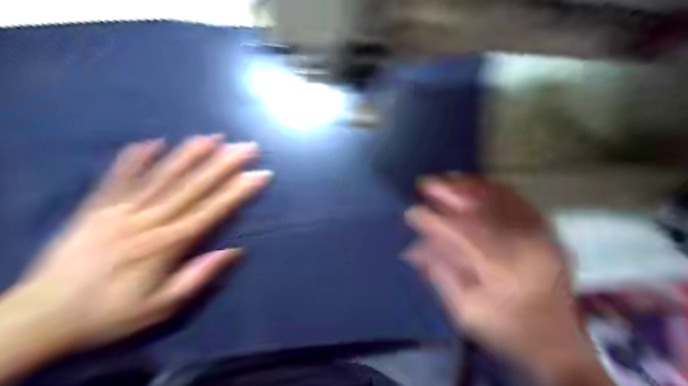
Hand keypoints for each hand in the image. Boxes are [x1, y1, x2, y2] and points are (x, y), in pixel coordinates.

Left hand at [6, 136, 273, 353]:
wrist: (42, 316)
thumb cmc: (111, 314)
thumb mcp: (162, 307)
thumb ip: (197, 277)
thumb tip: (233, 251)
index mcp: (167, 245)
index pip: (211, 210)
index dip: (238, 190)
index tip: (260, 173)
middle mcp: (147, 221)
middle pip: (192, 187)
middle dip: (223, 164)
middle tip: (246, 146)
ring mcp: (119, 210)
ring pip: (161, 177)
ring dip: (189, 155)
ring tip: (212, 137)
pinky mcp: (95, 207)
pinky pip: (117, 178)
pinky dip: (135, 158)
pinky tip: (153, 141)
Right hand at [404, 177, 600, 380]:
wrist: (559, 341)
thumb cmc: (507, 330)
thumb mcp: (466, 312)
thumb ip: (440, 275)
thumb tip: (414, 247)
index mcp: (500, 268)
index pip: (459, 232)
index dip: (432, 219)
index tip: (412, 212)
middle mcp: (521, 244)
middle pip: (479, 206)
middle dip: (447, 192)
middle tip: (424, 183)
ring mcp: (538, 233)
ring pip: (497, 197)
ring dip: (467, 185)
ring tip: (445, 179)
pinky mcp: (545, 230)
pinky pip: (516, 198)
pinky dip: (491, 187)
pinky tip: (474, 184)